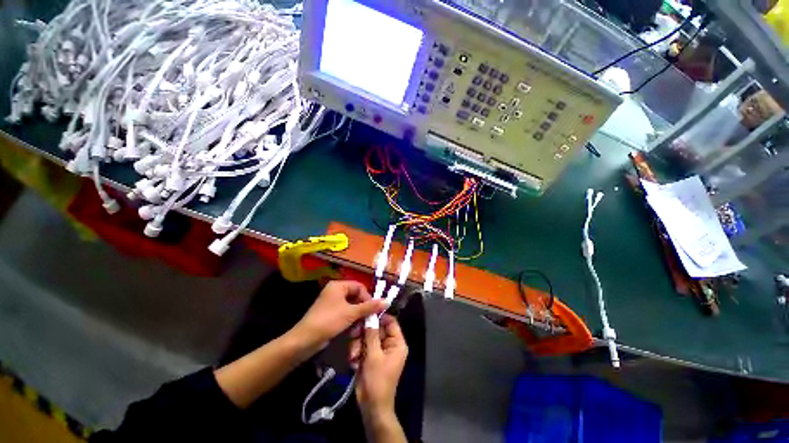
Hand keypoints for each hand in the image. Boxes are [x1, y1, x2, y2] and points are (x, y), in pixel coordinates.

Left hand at [291, 280, 385, 351]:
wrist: (305, 340)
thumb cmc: (329, 321)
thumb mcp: (351, 313)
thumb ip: (369, 307)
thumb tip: (387, 301)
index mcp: (338, 286)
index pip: (359, 286)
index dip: (368, 297)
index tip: (373, 310)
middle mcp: (335, 291)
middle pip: (356, 296)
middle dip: (363, 308)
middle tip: (368, 319)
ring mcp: (332, 303)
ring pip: (351, 306)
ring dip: (358, 315)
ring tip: (361, 326)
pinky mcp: (330, 313)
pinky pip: (345, 312)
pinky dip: (351, 319)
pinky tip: (353, 329)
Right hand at [350, 315, 407, 418]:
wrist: (371, 406)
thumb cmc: (377, 381)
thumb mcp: (374, 356)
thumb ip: (371, 334)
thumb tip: (370, 316)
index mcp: (397, 343)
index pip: (391, 322)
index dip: (379, 316)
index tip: (366, 314)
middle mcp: (389, 344)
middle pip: (377, 328)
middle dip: (364, 333)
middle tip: (354, 335)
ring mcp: (379, 350)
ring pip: (367, 337)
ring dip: (358, 344)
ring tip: (353, 355)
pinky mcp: (370, 357)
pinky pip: (362, 346)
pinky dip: (356, 351)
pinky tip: (353, 360)